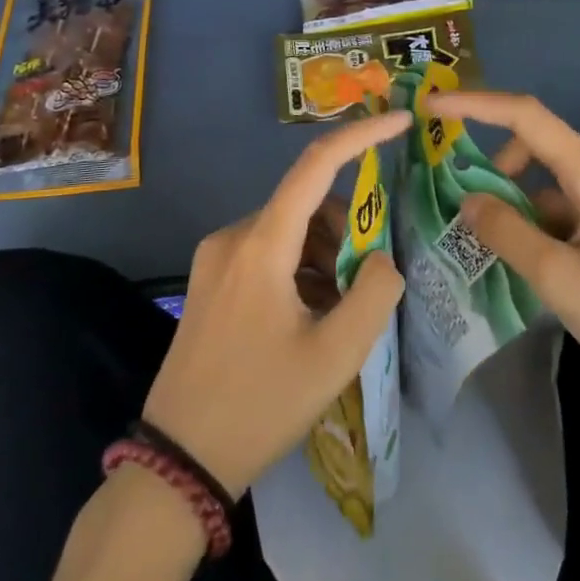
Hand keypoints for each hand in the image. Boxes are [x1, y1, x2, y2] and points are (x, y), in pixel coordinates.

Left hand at [142, 111, 410, 497]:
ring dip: (324, 256)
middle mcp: (234, 235)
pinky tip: (308, 318)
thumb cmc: (260, 404)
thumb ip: (375, 294)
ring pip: (290, 231)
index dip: (362, 135)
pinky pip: (268, 252)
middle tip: (367, 284)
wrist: (178, 460)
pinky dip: (299, 270)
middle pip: (309, 206)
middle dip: (348, 232)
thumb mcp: (335, 356)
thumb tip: (382, 259)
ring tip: (336, 314)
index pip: (317, 164)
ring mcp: (216, 257)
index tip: (401, 120)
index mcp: (262, 244)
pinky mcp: (209, 279)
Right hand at [428, 91, 579, 425]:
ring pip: (560, 179)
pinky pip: (579, 203)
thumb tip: (470, 199)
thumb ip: (507, 232)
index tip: (432, 108)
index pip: (528, 117)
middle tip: (468, 206)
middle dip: (499, 165)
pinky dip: (549, 220)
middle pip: (544, 145)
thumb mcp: (559, 281)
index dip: (476, 106)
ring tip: (505, 248)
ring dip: (524, 199)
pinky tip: (544, 264)